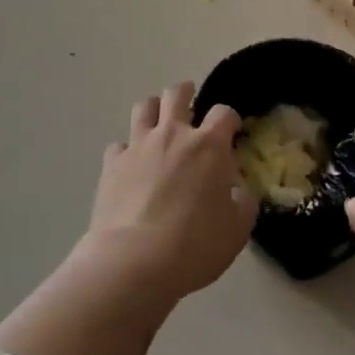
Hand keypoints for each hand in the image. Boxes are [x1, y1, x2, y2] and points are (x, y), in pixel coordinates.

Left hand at [83, 82, 251, 302]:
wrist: (134, 261)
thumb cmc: (195, 245)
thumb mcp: (237, 229)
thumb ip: (243, 203)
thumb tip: (238, 192)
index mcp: (208, 145)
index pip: (223, 113)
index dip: (230, 118)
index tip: (232, 131)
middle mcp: (173, 135)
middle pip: (177, 94)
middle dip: (186, 92)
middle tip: (190, 102)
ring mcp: (138, 146)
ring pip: (144, 107)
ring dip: (154, 109)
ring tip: (158, 121)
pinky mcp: (111, 164)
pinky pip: (118, 144)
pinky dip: (127, 149)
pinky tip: (131, 163)